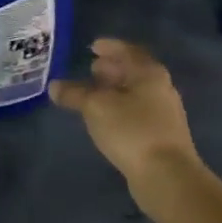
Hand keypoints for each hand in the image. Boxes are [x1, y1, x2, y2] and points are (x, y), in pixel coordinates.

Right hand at [49, 38, 198, 184]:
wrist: (167, 176)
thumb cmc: (131, 130)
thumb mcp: (95, 107)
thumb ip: (74, 93)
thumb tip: (54, 86)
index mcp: (149, 73)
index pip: (128, 50)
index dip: (110, 46)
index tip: (92, 46)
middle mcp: (161, 88)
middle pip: (134, 71)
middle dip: (112, 68)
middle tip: (91, 68)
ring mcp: (164, 113)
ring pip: (135, 93)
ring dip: (115, 89)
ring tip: (93, 93)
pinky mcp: (161, 135)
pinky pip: (137, 112)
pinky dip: (120, 107)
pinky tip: (106, 118)